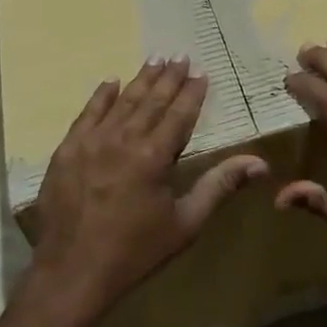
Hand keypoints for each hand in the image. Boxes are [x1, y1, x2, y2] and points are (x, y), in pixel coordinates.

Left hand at [28, 56, 267, 324]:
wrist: (72, 271)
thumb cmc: (135, 251)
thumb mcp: (185, 223)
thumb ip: (219, 187)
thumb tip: (259, 163)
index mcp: (154, 156)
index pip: (178, 114)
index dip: (192, 93)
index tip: (201, 73)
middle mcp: (123, 139)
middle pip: (150, 101)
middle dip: (168, 78)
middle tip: (179, 56)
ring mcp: (91, 142)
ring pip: (121, 102)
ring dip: (139, 80)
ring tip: (154, 60)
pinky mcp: (67, 150)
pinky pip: (86, 114)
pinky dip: (100, 97)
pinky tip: (109, 82)